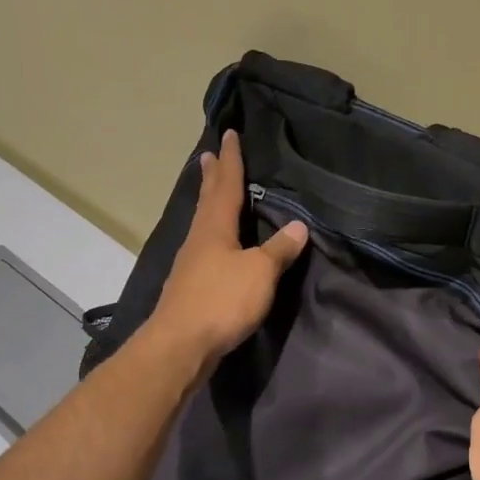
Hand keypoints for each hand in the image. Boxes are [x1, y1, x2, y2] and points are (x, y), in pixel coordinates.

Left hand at [148, 130, 308, 367]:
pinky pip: (204, 244)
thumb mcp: (260, 273)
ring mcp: (191, 262)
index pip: (226, 185)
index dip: (231, 160)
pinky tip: (215, 241)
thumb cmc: (222, 301)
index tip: (230, 134)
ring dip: (208, 201)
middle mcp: (199, 238)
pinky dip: (211, 230)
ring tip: (211, 189)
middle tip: (209, 154)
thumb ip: (279, 250)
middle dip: (212, 176)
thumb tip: (298, 226)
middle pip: (207, 199)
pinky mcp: (190, 285)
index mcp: (215, 227)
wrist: (180, 345)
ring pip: (202, 221)